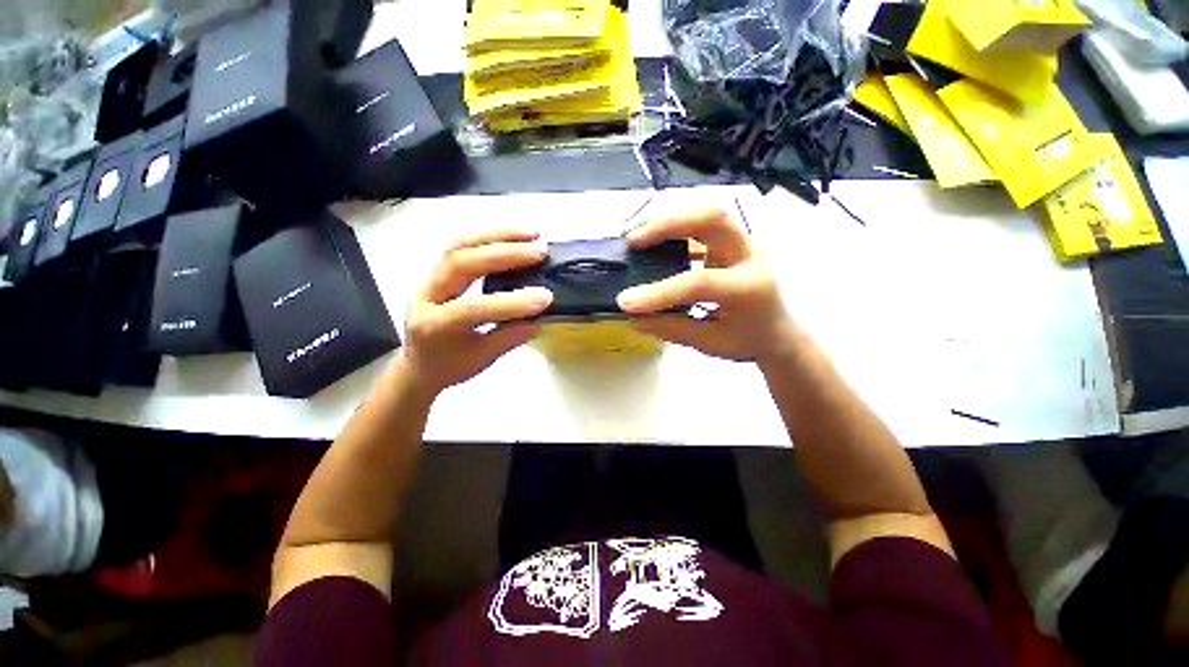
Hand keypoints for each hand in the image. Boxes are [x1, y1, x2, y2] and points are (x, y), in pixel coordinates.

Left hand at [399, 230, 551, 394]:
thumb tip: (539, 319)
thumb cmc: (449, 366)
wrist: (418, 364)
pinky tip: (511, 236)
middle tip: (539, 251)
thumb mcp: (481, 359)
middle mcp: (427, 295)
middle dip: (503, 254)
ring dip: (497, 236)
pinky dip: (488, 237)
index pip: (473, 308)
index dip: (511, 303)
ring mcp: (430, 278)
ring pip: (459, 246)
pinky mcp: (438, 271)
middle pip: (461, 262)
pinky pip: (461, 247)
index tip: (545, 298)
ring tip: (530, 233)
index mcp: (435, 326)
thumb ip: (509, 338)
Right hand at [616, 208, 795, 363]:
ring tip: (637, 237)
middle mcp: (750, 255)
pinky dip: (674, 226)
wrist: (779, 331)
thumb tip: (634, 317)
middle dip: (668, 224)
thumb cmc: (748, 340)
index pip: (700, 282)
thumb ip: (672, 328)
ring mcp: (742, 242)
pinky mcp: (730, 240)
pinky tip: (653, 241)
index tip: (626, 301)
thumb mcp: (709, 343)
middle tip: (633, 241)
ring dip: (669, 219)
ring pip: (707, 211)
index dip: (661, 291)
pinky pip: (702, 222)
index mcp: (749, 289)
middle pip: (713, 217)